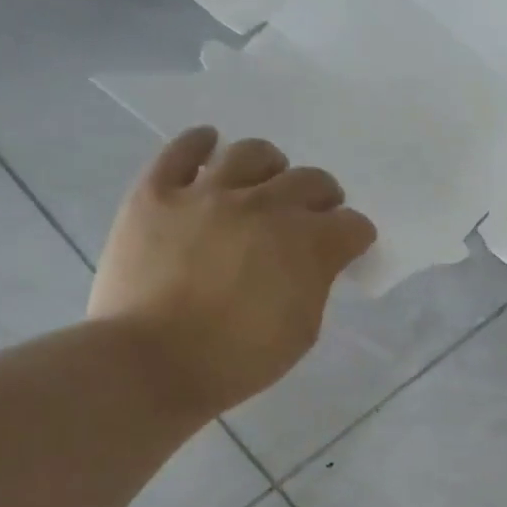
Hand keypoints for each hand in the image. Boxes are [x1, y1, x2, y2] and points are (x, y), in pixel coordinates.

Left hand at [88, 128, 375, 419]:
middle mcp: (265, 206)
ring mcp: (207, 193)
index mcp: (308, 243)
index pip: (353, 224)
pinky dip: (201, 143)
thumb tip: (314, 262)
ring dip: (271, 168)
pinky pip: (182, 150)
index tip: (347, 251)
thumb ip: (316, 283)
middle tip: (313, 217)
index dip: (355, 238)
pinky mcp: (157, 193)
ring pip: (253, 153)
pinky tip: (210, 148)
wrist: (151, 363)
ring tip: (264, 185)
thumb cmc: (238, 359)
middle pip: (312, 180)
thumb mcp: (303, 330)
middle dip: (323, 199)